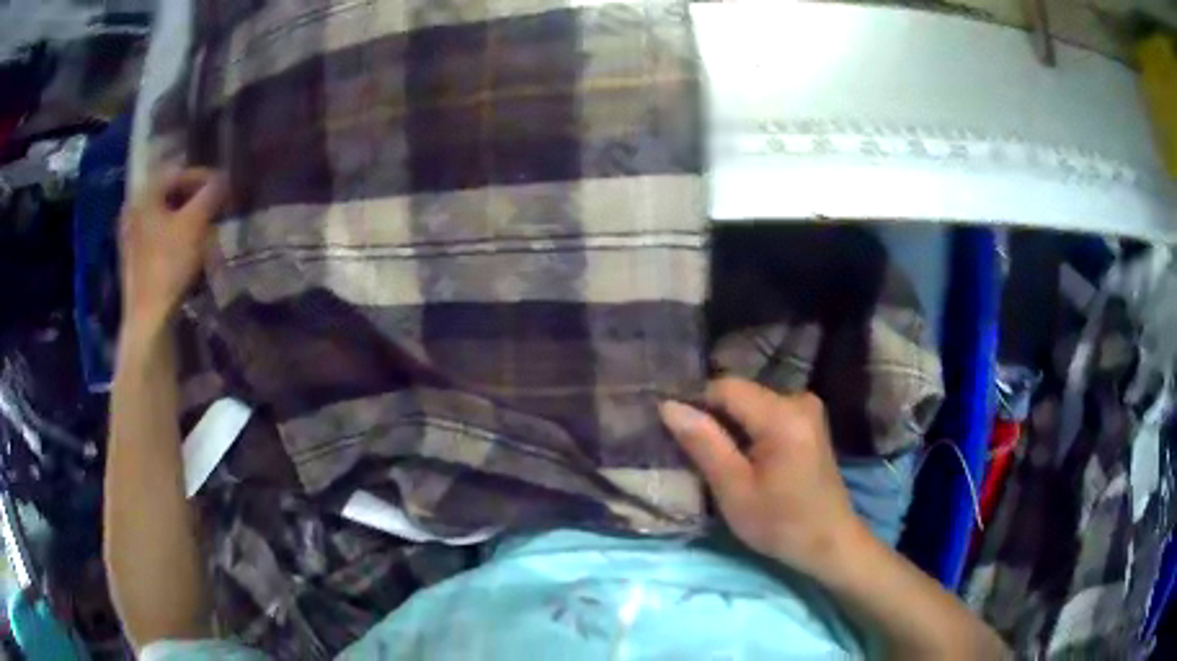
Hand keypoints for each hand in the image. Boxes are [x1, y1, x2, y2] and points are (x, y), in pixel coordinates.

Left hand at [119, 168, 226, 330]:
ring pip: (164, 213)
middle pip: (170, 192)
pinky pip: (158, 233)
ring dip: (186, 216)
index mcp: (144, 193)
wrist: (148, 318)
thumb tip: (225, 179)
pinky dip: (174, 233)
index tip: (224, 190)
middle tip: (215, 208)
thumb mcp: (196, 223)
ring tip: (205, 227)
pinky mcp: (134, 257)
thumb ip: (212, 194)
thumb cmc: (169, 265)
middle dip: (195, 197)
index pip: (179, 172)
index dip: (205, 177)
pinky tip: (187, 247)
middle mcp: (134, 207)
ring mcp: (130, 234)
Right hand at [660, 378, 862, 578]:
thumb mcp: (734, 490)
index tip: (678, 436)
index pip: (725, 387)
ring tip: (718, 460)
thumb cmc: (780, 523)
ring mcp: (807, 407)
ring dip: (730, 426)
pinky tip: (744, 459)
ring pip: (751, 403)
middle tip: (696, 455)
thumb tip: (669, 406)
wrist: (829, 542)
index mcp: (783, 414)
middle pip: (740, 393)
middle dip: (714, 418)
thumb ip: (704, 443)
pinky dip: (749, 430)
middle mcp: (799, 399)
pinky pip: (767, 412)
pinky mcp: (809, 420)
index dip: (696, 404)